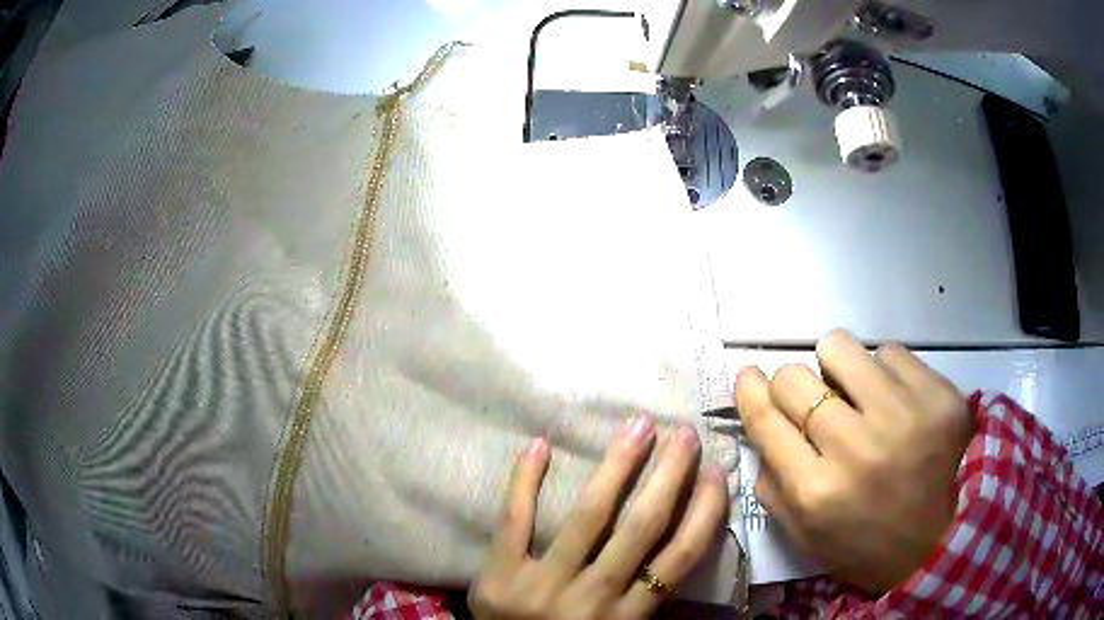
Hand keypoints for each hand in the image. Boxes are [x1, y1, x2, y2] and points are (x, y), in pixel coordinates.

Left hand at [468, 417, 728, 618]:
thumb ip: (646, 602)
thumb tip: (684, 545)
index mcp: (627, 617)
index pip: (679, 558)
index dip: (704, 512)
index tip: (717, 473)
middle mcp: (592, 598)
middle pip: (642, 528)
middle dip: (669, 477)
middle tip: (684, 433)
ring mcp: (541, 585)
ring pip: (589, 517)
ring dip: (617, 466)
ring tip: (638, 426)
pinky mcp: (498, 575)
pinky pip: (513, 520)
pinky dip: (524, 481)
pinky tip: (540, 444)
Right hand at [735, 330, 973, 591]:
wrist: (940, 542)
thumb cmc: (864, 544)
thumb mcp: (804, 534)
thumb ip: (773, 484)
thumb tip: (761, 423)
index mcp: (816, 491)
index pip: (765, 419)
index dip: (749, 390)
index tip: (749, 376)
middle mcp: (856, 450)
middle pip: (795, 377)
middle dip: (794, 384)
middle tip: (813, 399)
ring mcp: (903, 417)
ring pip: (841, 348)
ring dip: (839, 368)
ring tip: (857, 393)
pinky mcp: (939, 396)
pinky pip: (890, 352)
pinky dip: (884, 372)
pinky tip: (896, 401)